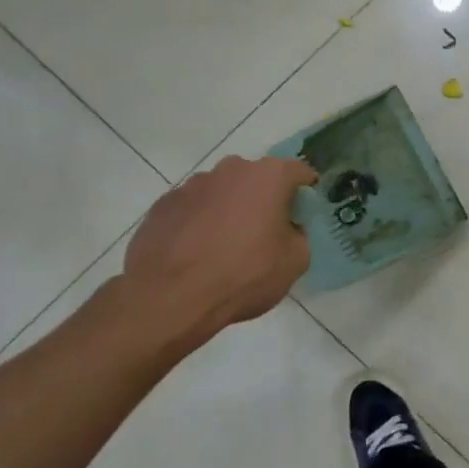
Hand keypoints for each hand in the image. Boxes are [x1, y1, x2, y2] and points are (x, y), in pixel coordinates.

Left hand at [118, 155, 316, 352]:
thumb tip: (287, 230)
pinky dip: (198, 223)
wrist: (170, 298)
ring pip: (222, 193)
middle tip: (264, 233)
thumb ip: (299, 235)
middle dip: (264, 200)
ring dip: (228, 210)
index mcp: (269, 176)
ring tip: (224, 247)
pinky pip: (192, 209)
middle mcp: (231, 169)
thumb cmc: (244, 274)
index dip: (306, 193)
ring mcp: (192, 185)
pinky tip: (195, 253)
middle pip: (257, 179)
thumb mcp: (295, 261)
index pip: (300, 172)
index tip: (304, 214)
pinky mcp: (162, 205)